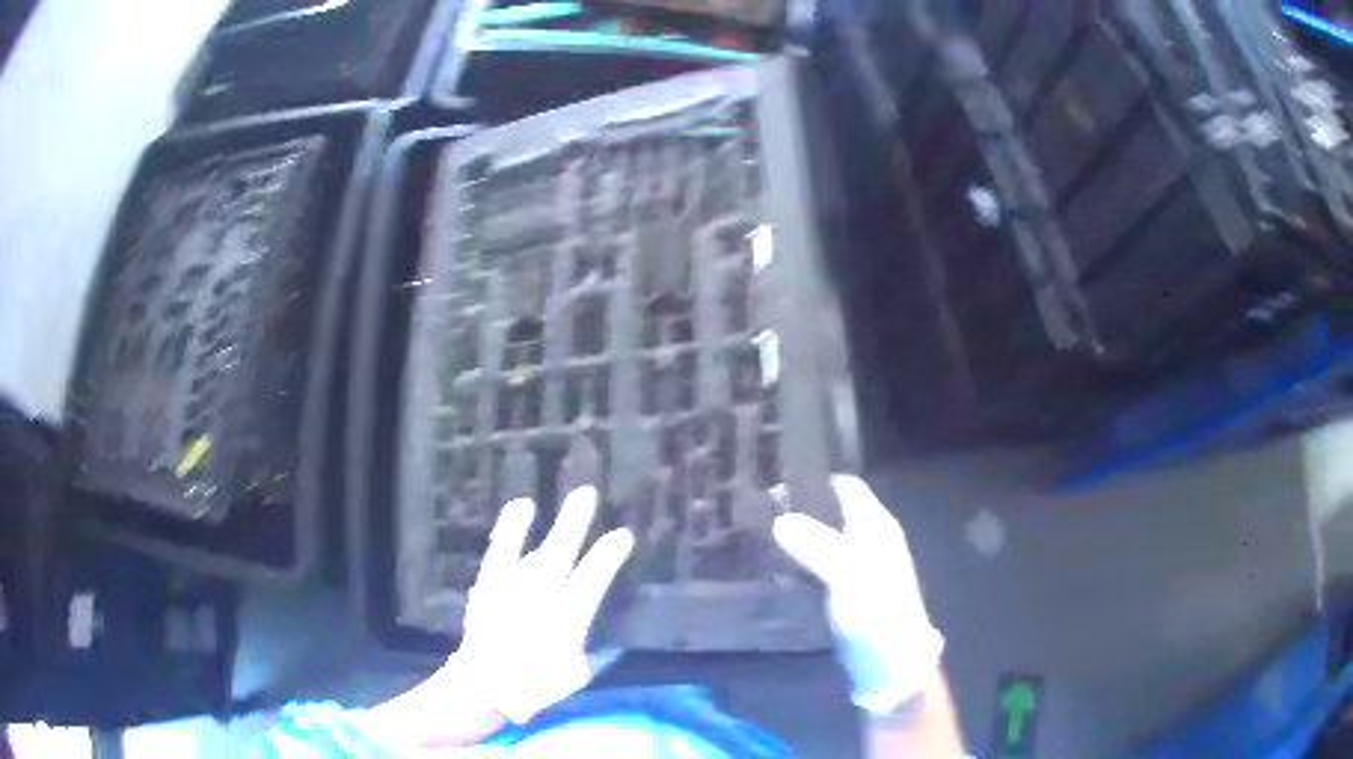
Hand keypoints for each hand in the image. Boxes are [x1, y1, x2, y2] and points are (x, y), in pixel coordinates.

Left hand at [455, 485, 635, 724]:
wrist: (485, 685)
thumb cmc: (536, 685)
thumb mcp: (577, 674)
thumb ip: (594, 652)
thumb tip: (610, 643)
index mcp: (570, 614)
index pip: (596, 575)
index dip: (610, 553)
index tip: (624, 535)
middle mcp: (544, 592)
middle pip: (564, 550)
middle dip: (577, 521)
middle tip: (589, 492)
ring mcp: (514, 584)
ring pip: (537, 548)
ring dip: (555, 524)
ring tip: (573, 498)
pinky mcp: (490, 582)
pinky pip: (501, 548)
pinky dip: (511, 528)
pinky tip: (521, 507)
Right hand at [773, 475, 943, 713]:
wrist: (891, 661)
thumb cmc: (876, 609)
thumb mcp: (847, 573)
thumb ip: (816, 544)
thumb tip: (779, 518)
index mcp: (876, 525)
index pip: (845, 486)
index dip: (815, 478)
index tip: (774, 475)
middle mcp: (868, 538)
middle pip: (831, 510)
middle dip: (799, 505)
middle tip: (753, 502)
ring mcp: (857, 566)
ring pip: (822, 537)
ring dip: (795, 533)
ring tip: (752, 529)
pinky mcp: (844, 590)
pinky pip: (817, 564)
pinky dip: (797, 559)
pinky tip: (768, 562)